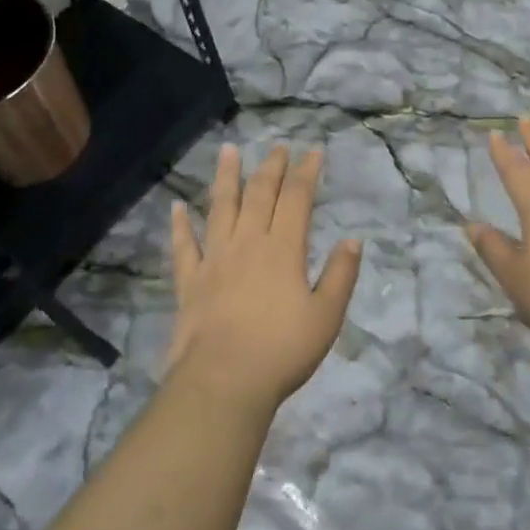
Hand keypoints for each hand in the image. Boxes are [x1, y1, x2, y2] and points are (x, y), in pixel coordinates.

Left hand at [165, 143, 361, 414]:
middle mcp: (248, 243)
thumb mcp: (326, 316)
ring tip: (228, 150)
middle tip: (278, 147)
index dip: (306, 172)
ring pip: (220, 208)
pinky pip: (184, 246)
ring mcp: (215, 259)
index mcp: (283, 249)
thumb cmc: (281, 351)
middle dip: (271, 167)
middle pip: (260, 194)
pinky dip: (180, 225)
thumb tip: (353, 240)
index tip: (313, 151)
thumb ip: (341, 275)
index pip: (297, 198)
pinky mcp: (190, 282)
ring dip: (225, 177)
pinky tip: (176, 207)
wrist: (223, 382)